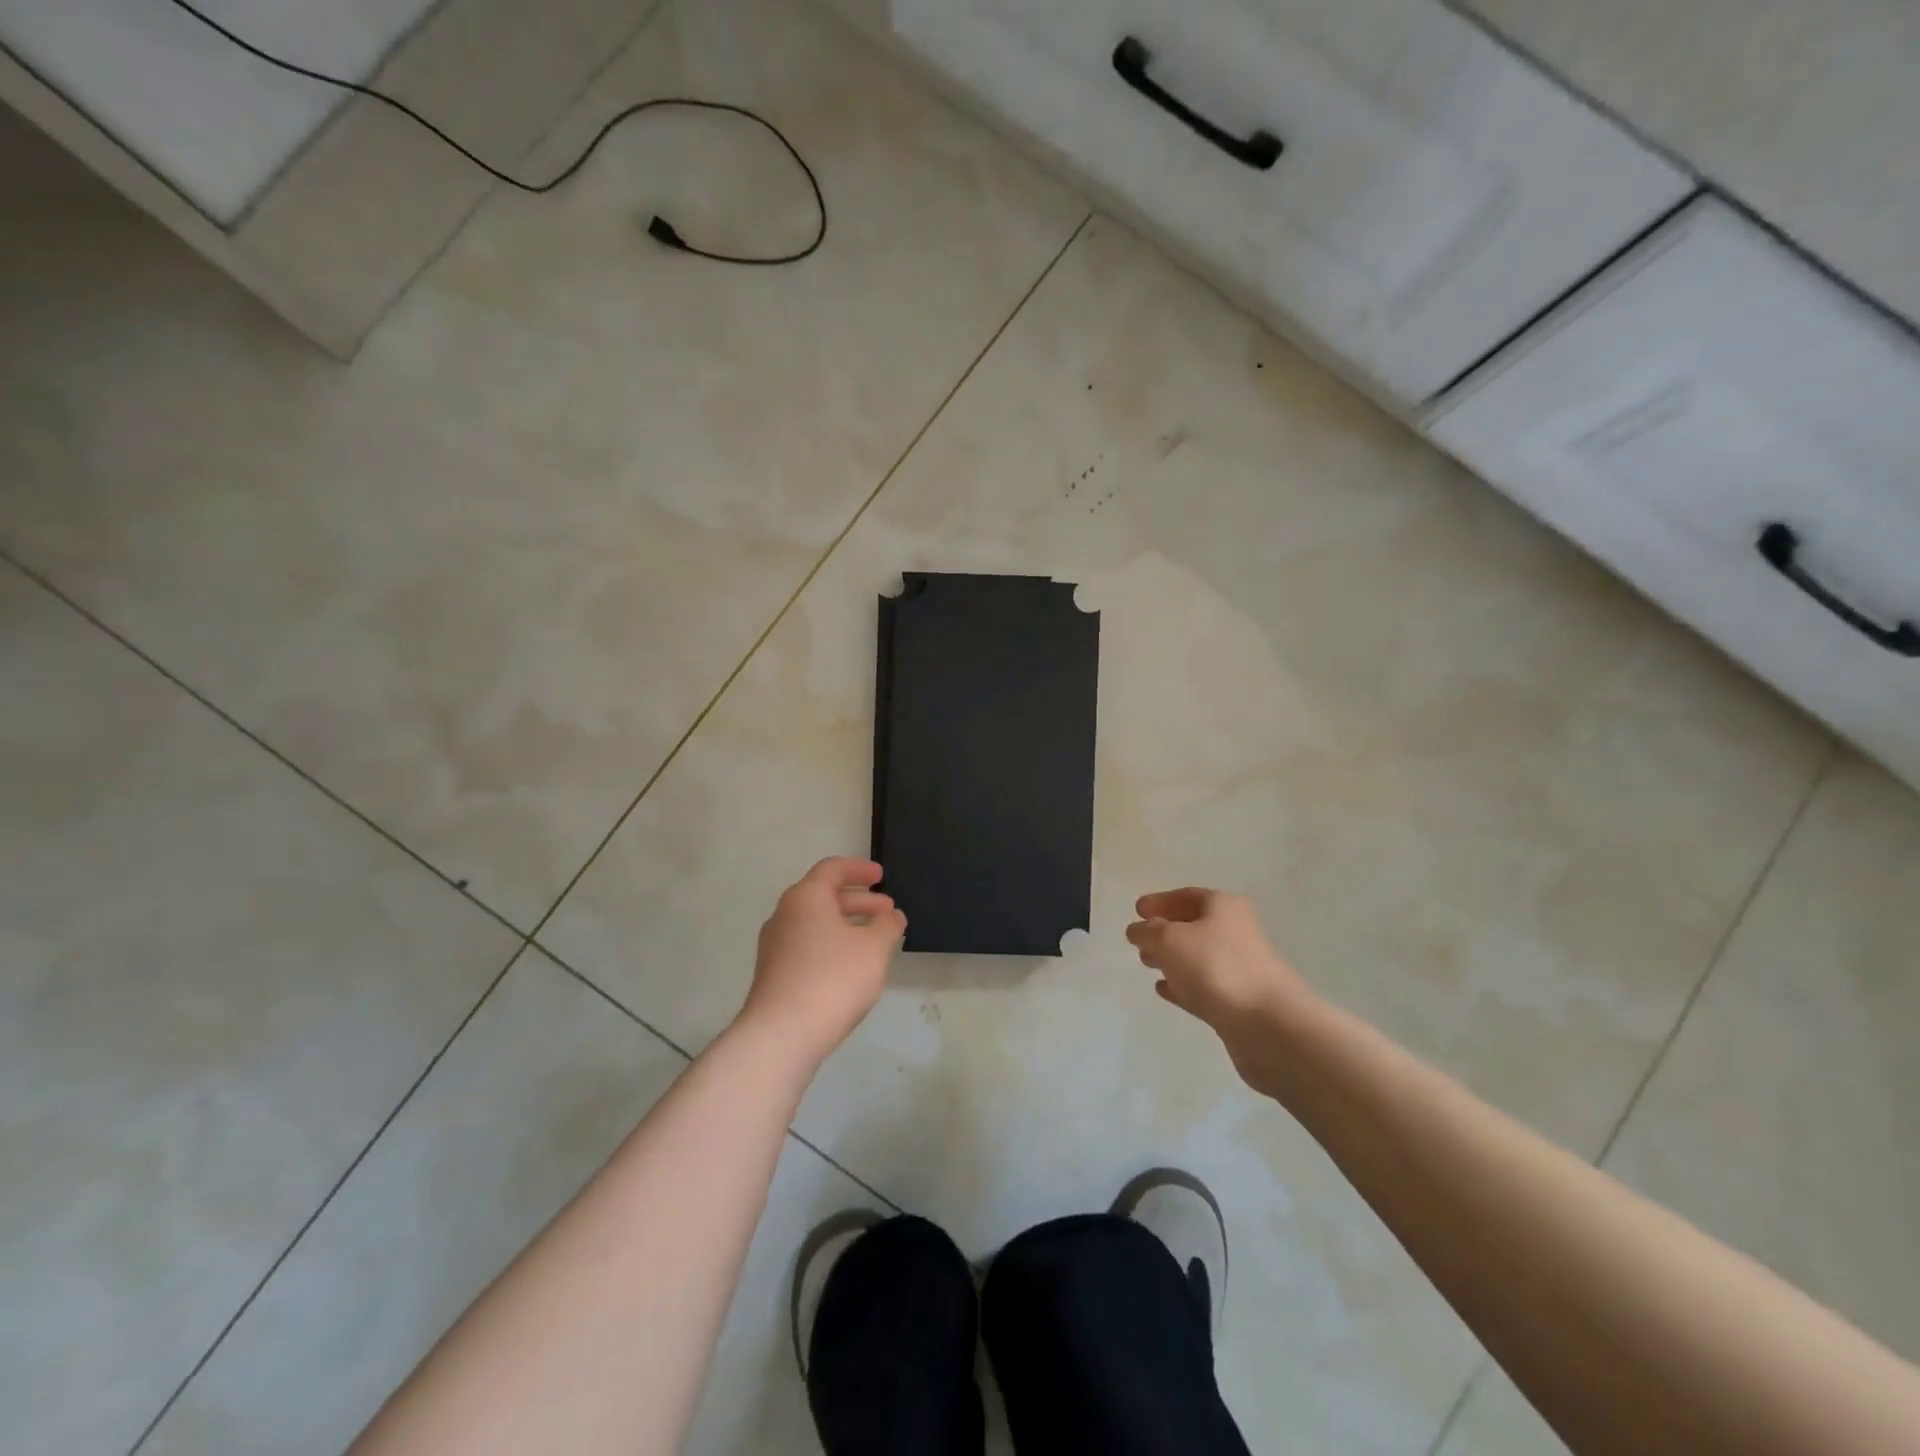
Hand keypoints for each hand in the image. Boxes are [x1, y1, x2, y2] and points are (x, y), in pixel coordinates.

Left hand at [737, 857, 905, 1064]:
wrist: (781, 1035)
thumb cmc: (833, 979)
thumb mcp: (874, 948)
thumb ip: (888, 926)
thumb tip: (891, 916)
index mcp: (806, 897)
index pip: (832, 869)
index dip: (859, 869)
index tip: (881, 876)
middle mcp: (785, 915)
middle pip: (824, 896)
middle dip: (859, 901)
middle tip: (887, 911)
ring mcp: (775, 946)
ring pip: (816, 923)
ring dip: (847, 925)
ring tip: (875, 940)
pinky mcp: (774, 974)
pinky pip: (808, 946)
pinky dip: (832, 945)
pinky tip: (851, 967)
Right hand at [1126, 888, 1315, 1080]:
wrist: (1269, 1025)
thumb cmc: (1216, 968)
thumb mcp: (1169, 940)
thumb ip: (1147, 931)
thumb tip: (1138, 930)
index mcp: (1223, 907)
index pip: (1187, 896)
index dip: (1160, 901)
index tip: (1137, 910)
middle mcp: (1235, 932)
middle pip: (1195, 925)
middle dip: (1165, 930)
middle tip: (1139, 940)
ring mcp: (1240, 968)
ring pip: (1198, 957)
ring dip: (1173, 959)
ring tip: (1147, 964)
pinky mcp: (1239, 1001)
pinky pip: (1204, 985)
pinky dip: (1183, 984)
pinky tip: (1164, 990)